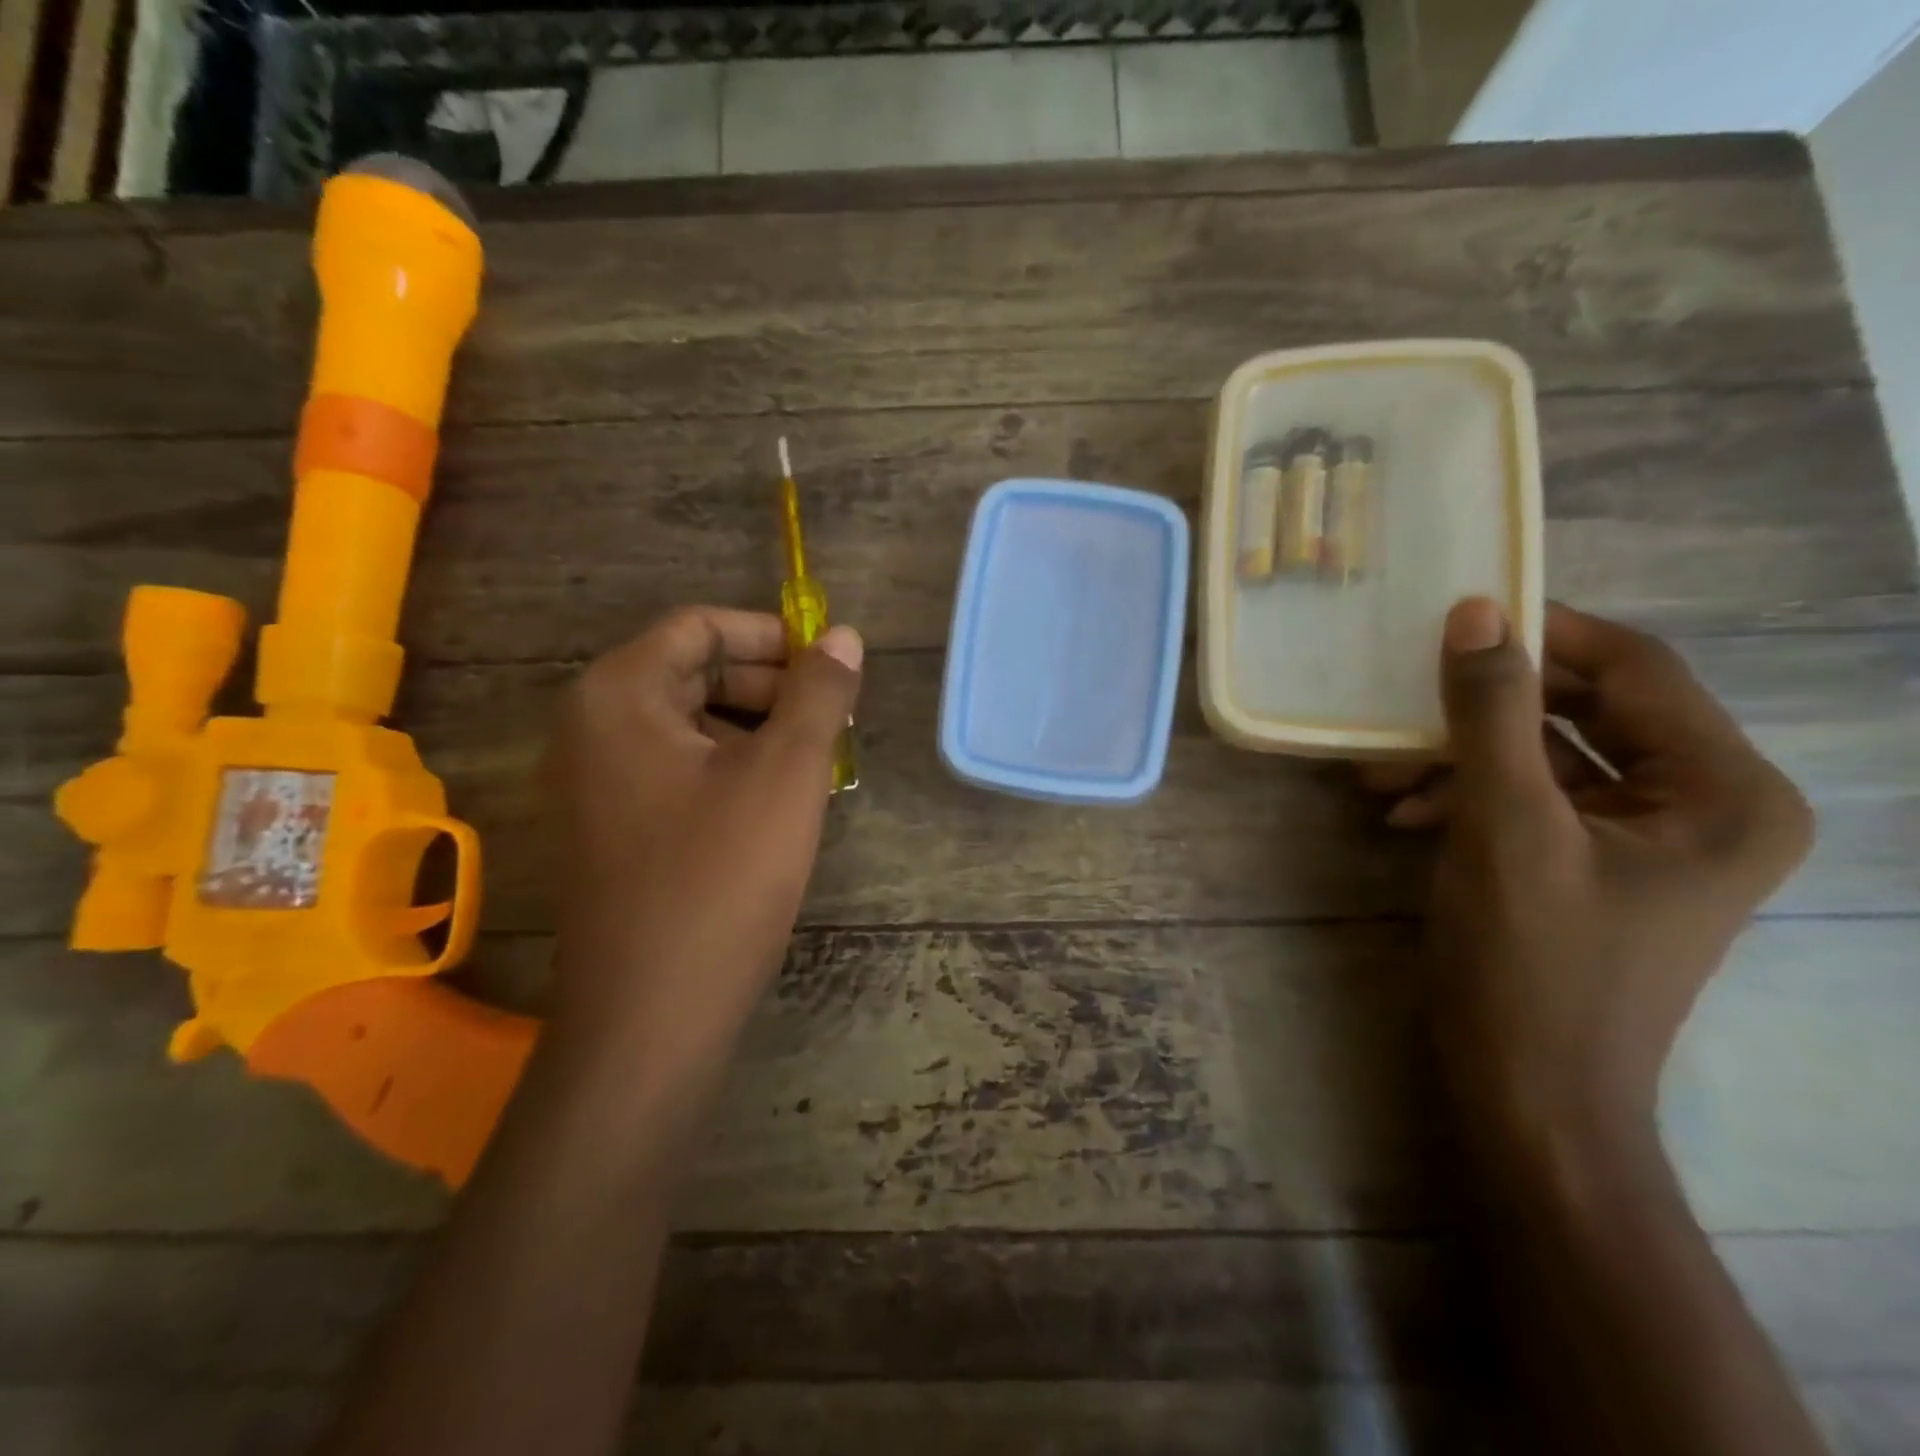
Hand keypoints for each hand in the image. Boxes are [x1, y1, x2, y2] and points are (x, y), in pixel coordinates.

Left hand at [543, 607, 861, 1067]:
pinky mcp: (608, 829)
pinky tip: (774, 805)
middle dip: (768, 687)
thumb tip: (843, 636)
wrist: (650, 1016)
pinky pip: (673, 770)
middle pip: (691, 672)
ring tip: (813, 765)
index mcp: (618, 695)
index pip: (700, 626)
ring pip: (687, 724)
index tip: (829, 669)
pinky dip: (727, 769)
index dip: (771, 637)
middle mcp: (590, 727)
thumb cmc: (721, 878)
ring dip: (755, 731)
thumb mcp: (786, 774)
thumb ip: (818, 694)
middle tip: (831, 723)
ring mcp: (592, 783)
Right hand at [1366, 599, 1812, 1159]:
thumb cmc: (1532, 964)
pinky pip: (1530, 799)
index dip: (1546, 634)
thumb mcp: (1504, 827)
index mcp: (1724, 791)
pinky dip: (1465, 795)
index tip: (1455, 615)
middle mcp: (1702, 804)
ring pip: (1546, 756)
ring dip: (1461, 754)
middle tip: (1401, 696)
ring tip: (1381, 769)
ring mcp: (1645, 838)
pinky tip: (1403, 809)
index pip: (1637, 670)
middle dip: (1485, 707)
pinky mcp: (1592, 863)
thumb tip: (1475, 612)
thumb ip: (1492, 715)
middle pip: (1586, 711)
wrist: (1529, 1094)